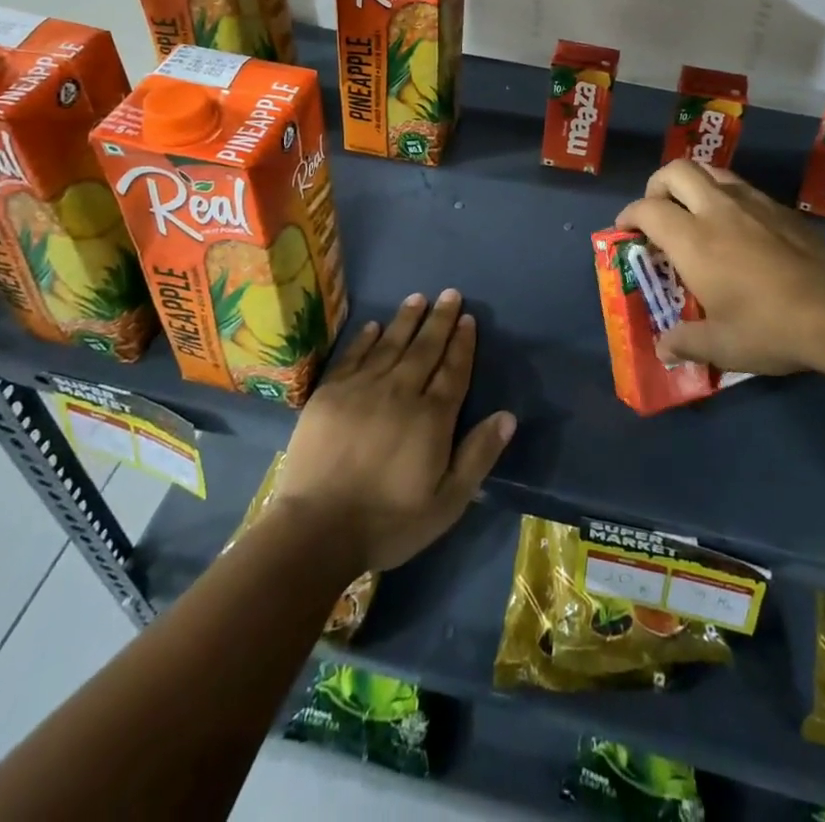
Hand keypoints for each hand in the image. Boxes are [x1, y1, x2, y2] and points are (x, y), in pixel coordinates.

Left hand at [271, 290, 515, 575]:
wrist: (317, 529)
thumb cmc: (389, 521)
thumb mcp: (447, 501)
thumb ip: (478, 455)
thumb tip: (508, 415)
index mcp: (431, 417)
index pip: (453, 370)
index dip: (462, 343)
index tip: (468, 319)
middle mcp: (400, 392)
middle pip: (425, 348)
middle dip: (440, 320)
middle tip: (450, 294)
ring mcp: (361, 389)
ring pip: (390, 344)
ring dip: (406, 319)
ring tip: (418, 298)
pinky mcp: (329, 394)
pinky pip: (353, 356)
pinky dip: (365, 339)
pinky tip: (374, 326)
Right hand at [617, 160, 824, 376]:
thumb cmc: (770, 328)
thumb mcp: (721, 345)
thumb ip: (685, 342)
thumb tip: (663, 348)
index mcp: (693, 240)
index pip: (647, 209)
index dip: (629, 215)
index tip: (625, 230)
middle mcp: (718, 209)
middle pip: (676, 171)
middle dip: (658, 185)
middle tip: (658, 212)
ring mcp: (753, 203)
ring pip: (712, 171)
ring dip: (693, 184)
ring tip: (694, 213)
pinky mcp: (782, 208)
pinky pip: (742, 187)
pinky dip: (725, 196)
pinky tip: (736, 228)